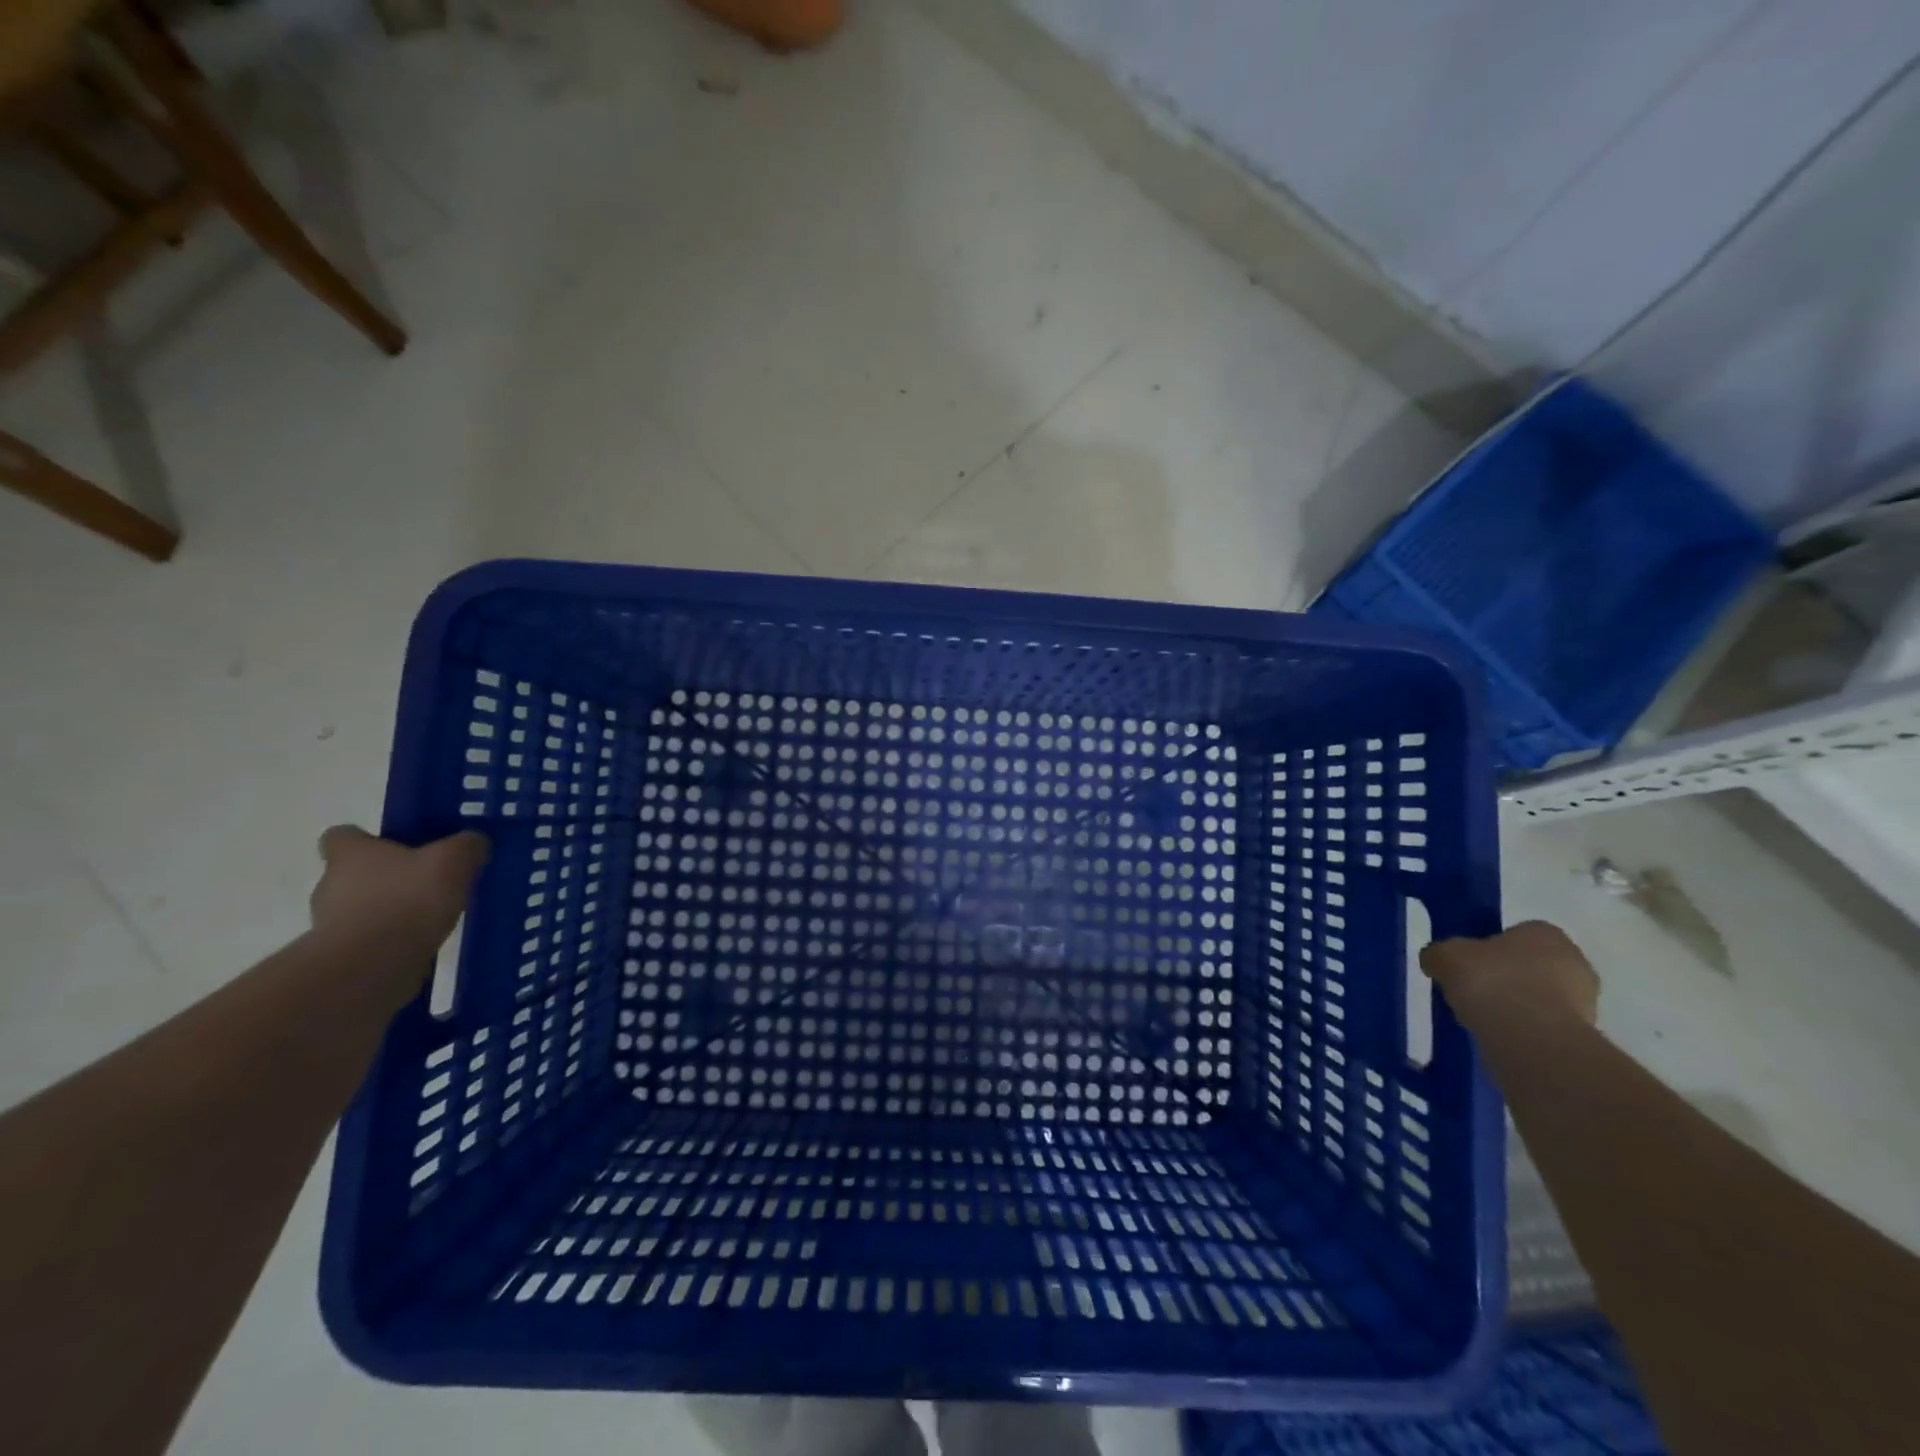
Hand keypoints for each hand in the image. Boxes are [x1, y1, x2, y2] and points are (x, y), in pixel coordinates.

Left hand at [309, 826, 489, 954]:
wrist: (371, 968)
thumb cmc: (407, 900)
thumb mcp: (453, 860)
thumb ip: (467, 845)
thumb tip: (473, 842)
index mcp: (351, 854)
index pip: (341, 835)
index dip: (367, 838)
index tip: (399, 845)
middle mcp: (330, 885)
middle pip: (355, 873)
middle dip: (388, 876)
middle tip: (429, 880)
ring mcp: (330, 925)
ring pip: (363, 907)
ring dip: (391, 909)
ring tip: (432, 915)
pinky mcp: (342, 957)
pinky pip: (370, 939)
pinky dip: (392, 939)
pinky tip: (424, 942)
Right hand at [1420, 920, 1598, 1031]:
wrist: (1532, 1040)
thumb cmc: (1491, 982)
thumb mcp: (1445, 956)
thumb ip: (1439, 953)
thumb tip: (1436, 961)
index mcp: (1545, 932)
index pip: (1515, 933)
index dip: (1488, 948)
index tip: (1468, 964)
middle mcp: (1574, 960)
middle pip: (1530, 965)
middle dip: (1505, 977)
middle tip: (1474, 991)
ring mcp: (1586, 1001)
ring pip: (1539, 996)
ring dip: (1516, 1005)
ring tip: (1483, 1018)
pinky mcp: (1584, 1036)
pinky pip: (1544, 1025)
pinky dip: (1524, 1030)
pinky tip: (1500, 1037)